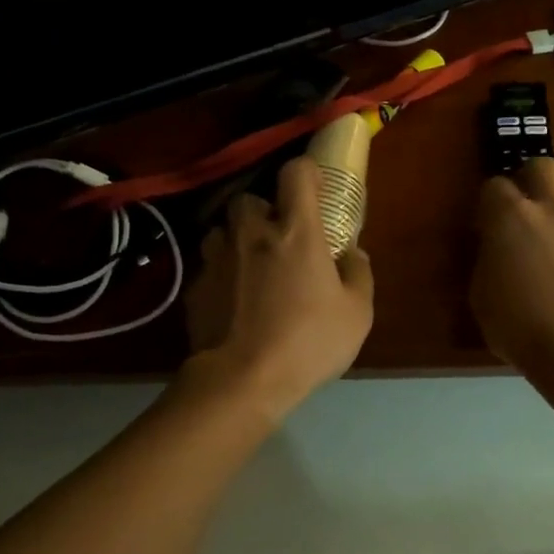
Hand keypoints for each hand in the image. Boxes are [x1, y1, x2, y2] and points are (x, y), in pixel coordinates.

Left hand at [186, 155, 374, 419]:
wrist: (242, 381)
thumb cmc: (308, 343)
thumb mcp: (356, 314)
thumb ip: (359, 274)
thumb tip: (353, 253)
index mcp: (296, 231)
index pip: (296, 174)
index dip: (306, 172)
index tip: (315, 187)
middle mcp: (252, 233)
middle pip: (249, 199)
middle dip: (263, 211)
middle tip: (278, 237)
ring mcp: (217, 258)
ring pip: (222, 230)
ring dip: (236, 239)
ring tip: (250, 266)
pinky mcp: (194, 286)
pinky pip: (208, 266)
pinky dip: (221, 274)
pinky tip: (231, 301)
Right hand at [471, 157, 553, 369]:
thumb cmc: (515, 325)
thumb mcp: (482, 294)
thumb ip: (490, 262)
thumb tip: (498, 252)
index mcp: (510, 218)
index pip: (494, 186)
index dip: (491, 201)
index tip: (489, 221)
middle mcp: (553, 211)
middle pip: (546, 168)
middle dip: (537, 178)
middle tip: (533, 204)